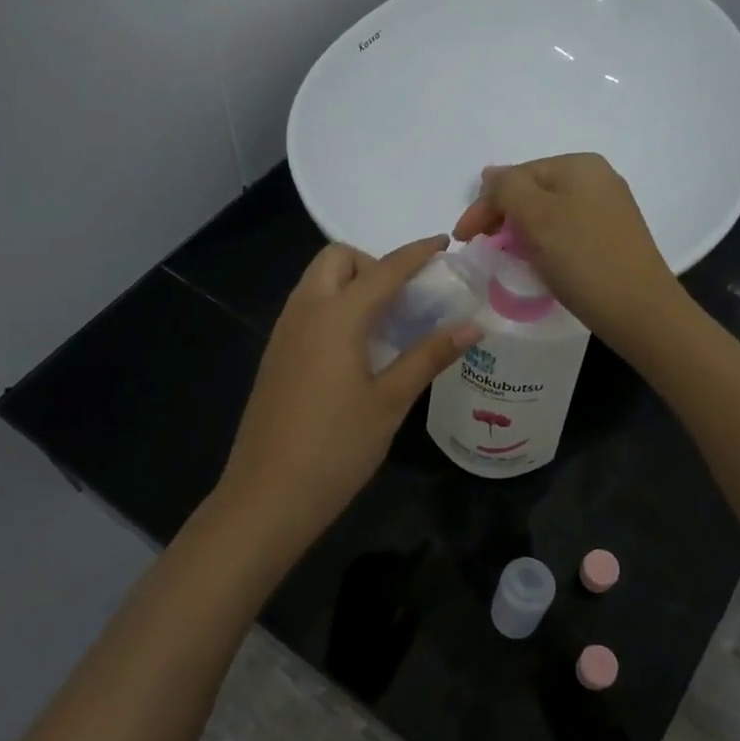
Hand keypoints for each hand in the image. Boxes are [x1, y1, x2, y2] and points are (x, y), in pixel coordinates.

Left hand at [217, 237, 478, 559]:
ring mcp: (283, 333)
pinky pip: (307, 308)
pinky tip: (356, 348)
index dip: (417, 253)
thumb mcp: (390, 402)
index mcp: (336, 317)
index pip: (384, 269)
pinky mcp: (275, 356)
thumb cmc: (336, 448)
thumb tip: (473, 326)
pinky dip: (334, 306)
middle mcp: (304, 312)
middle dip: (373, 262)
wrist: (267, 496)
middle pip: (337, 259)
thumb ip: (429, 356)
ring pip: (317, 282)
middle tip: (405, 298)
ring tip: (387, 322)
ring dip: (352, 283)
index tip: (444, 244)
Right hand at [453, 153, 684, 352]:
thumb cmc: (582, 259)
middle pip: (533, 191)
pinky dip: (546, 243)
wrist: (639, 310)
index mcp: (579, 165)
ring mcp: (609, 209)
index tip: (463, 239)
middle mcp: (597, 179)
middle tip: (482, 247)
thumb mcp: (535, 216)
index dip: (484, 205)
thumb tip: (490, 174)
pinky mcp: (614, 238)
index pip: (516, 176)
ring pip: (549, 213)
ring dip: (522, 231)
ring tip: (506, 256)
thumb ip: (506, 188)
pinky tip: (539, 263)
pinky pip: (567, 231)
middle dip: (503, 216)